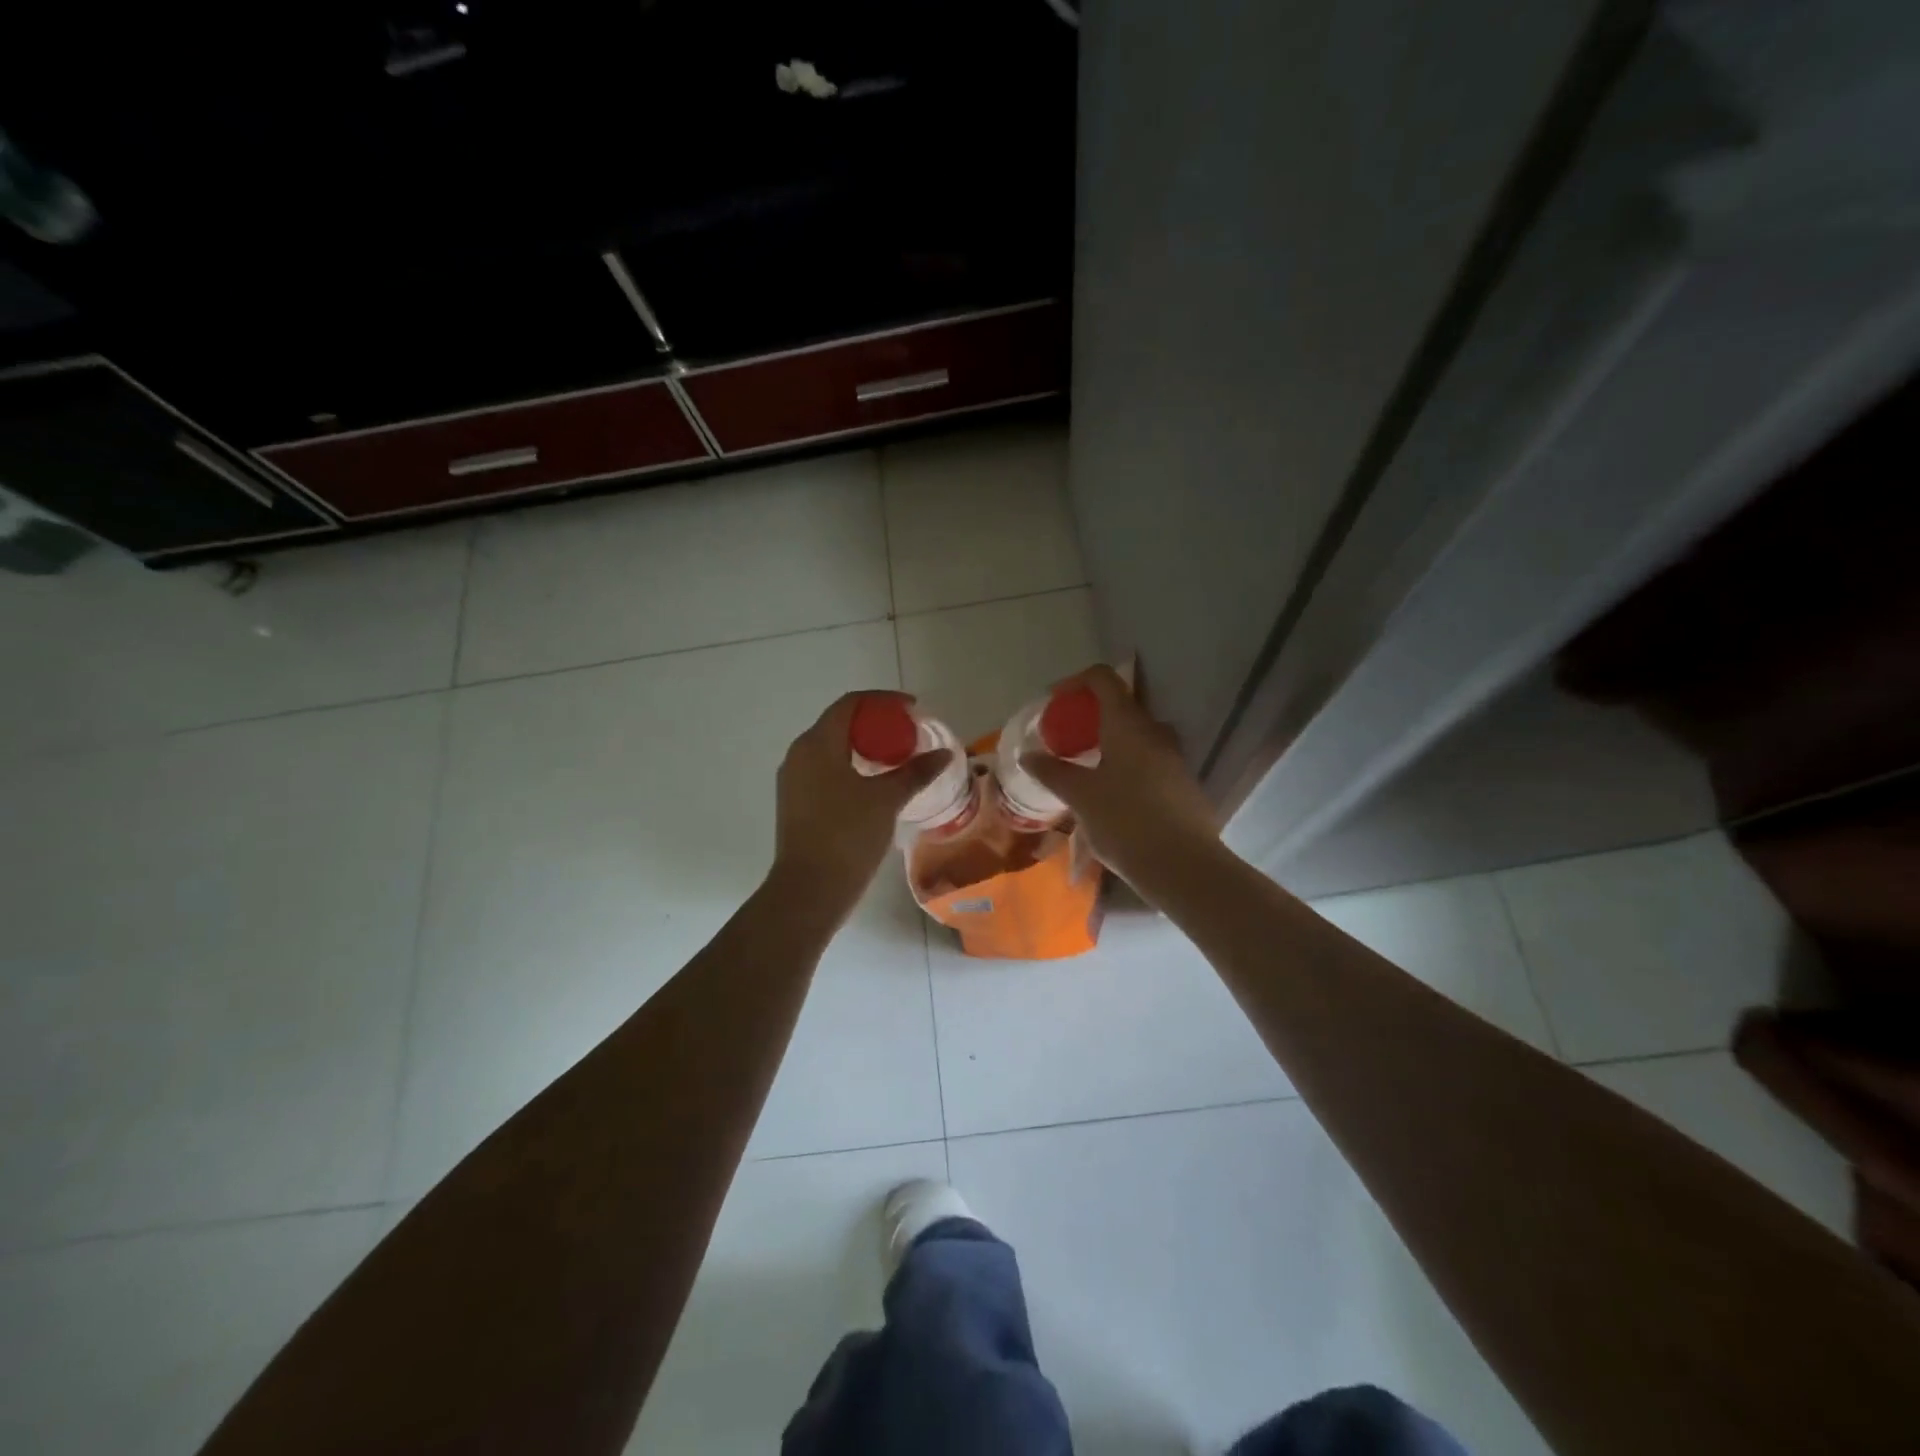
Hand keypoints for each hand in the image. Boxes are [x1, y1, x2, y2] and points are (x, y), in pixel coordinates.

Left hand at [770, 691, 953, 914]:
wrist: (809, 889)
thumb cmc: (847, 835)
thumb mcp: (886, 799)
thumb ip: (915, 772)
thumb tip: (944, 753)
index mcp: (817, 743)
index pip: (850, 704)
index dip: (883, 700)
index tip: (912, 709)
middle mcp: (799, 754)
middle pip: (839, 724)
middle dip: (875, 724)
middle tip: (907, 735)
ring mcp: (793, 779)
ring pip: (831, 748)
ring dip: (863, 747)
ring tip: (895, 760)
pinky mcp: (795, 802)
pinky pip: (825, 770)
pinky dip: (850, 767)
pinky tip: (873, 785)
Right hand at [1020, 665, 1218, 890]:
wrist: (1183, 866)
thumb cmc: (1125, 822)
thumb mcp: (1080, 797)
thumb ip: (1052, 771)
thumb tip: (1028, 754)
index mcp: (1128, 725)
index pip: (1103, 678)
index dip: (1075, 682)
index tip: (1054, 703)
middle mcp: (1155, 732)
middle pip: (1121, 706)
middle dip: (1090, 717)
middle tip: (1066, 740)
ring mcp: (1174, 758)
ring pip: (1136, 736)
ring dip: (1110, 742)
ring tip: (1086, 769)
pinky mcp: (1183, 784)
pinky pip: (1149, 760)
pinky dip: (1126, 764)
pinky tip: (1112, 796)